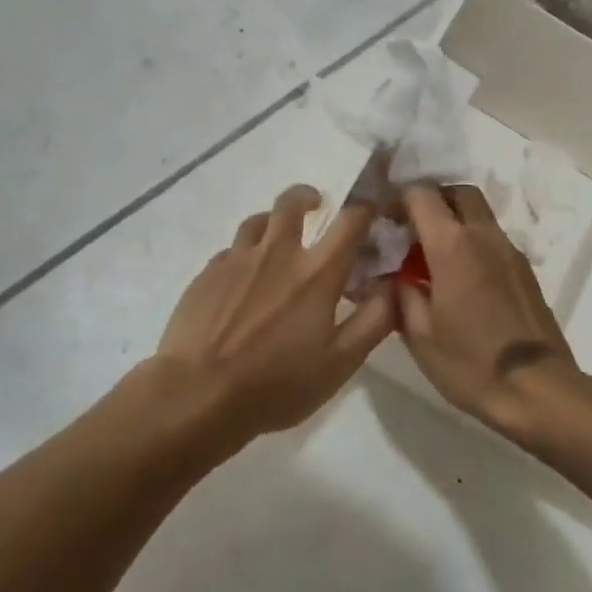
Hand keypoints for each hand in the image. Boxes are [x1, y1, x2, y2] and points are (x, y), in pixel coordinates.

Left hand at [155, 184, 395, 442]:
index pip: (350, 221)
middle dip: (307, 197)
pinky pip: (230, 251)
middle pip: (292, 203)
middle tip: (316, 206)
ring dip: (273, 222)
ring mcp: (237, 260)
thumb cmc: (276, 384)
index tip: (370, 212)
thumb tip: (394, 286)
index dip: (365, 210)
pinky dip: (244, 255)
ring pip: (257, 221)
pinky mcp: (206, 274)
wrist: (198, 393)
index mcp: (316, 273)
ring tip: (277, 239)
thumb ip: (374, 321)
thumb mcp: (340, 363)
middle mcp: (277, 253)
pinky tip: (242, 279)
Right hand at [396, 185, 578, 435]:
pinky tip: (460, 280)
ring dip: (454, 222)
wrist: (538, 390)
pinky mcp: (525, 270)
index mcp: (452, 245)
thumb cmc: (471, 364)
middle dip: (432, 200)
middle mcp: (484, 236)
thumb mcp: (419, 335)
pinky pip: (493, 239)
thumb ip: (402, 294)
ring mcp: (511, 252)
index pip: (421, 194)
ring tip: (433, 258)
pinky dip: (472, 243)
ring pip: (480, 214)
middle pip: (458, 193)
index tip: (384, 220)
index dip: (398, 200)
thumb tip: (393, 275)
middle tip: (411, 229)